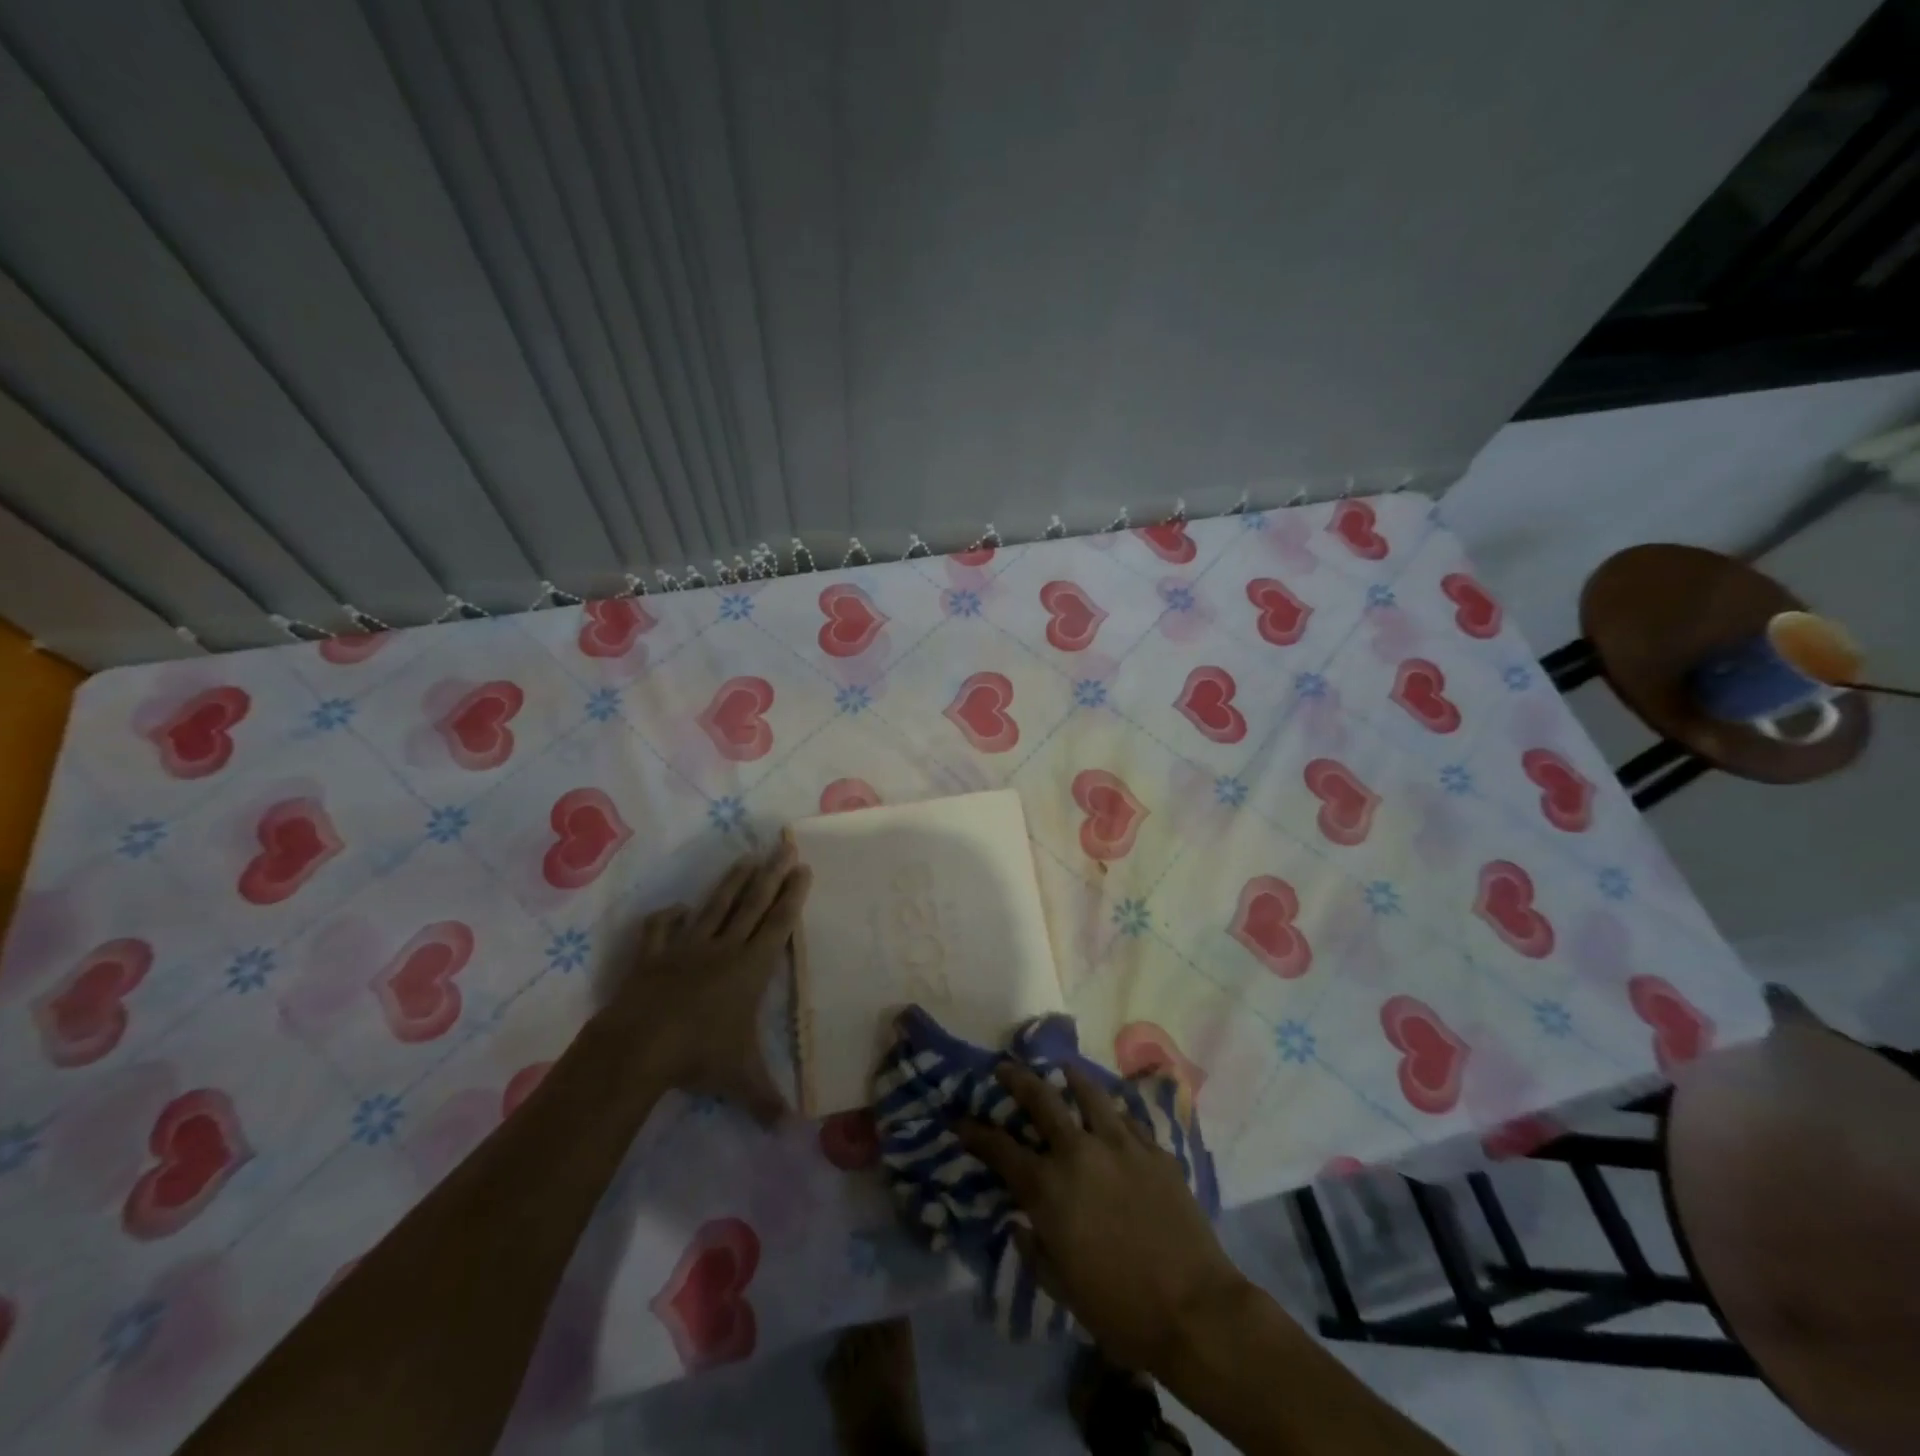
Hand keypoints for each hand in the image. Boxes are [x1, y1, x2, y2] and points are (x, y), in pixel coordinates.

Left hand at [604, 836, 811, 1123]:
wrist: (638, 1046)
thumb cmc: (698, 1056)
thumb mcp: (740, 1079)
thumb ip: (766, 1100)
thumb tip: (792, 1132)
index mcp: (750, 968)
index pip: (778, 924)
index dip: (793, 896)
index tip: (803, 868)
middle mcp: (723, 948)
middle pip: (753, 903)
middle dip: (772, 873)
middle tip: (784, 846)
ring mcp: (686, 948)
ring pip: (716, 906)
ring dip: (732, 881)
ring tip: (746, 858)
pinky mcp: (654, 955)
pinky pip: (662, 929)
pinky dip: (670, 917)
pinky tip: (677, 908)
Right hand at [958, 1062, 1246, 1374]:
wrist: (1195, 1311)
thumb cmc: (1120, 1309)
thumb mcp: (1062, 1288)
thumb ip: (1034, 1249)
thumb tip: (1021, 1224)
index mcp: (1049, 1188)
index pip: (1001, 1149)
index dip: (976, 1133)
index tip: (961, 1120)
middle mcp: (1079, 1153)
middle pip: (1042, 1100)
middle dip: (1017, 1080)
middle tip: (1005, 1067)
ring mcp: (1120, 1145)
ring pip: (1088, 1093)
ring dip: (1070, 1078)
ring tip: (1063, 1068)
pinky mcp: (1154, 1149)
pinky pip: (1127, 1118)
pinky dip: (1111, 1112)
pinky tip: (1110, 1113)